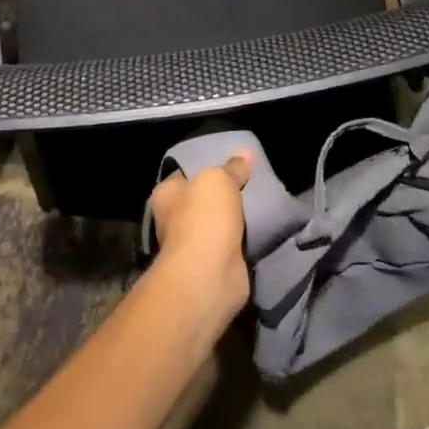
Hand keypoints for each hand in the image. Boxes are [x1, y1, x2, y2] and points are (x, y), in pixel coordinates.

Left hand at [148, 152, 252, 324]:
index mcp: (166, 195)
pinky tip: (262, 227)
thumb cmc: (203, 218)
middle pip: (203, 200)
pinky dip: (244, 239)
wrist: (209, 275)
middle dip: (223, 195)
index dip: (204, 167)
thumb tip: (244, 154)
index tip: (229, 163)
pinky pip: (232, 244)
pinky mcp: (213, 265)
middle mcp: (174, 220)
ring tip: (262, 201)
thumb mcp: (219, 179)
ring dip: (236, 219)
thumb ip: (232, 167)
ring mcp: (193, 245)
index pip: (183, 175)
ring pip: (219, 223)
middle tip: (251, 181)